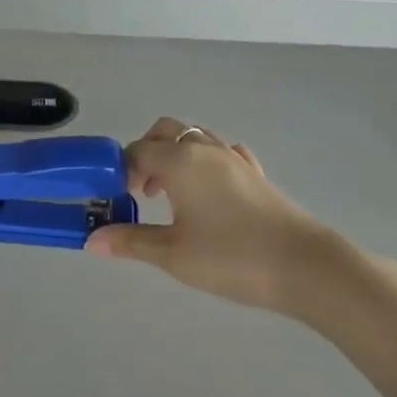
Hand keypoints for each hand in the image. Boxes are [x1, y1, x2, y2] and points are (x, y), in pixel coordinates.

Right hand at [86, 118, 331, 315]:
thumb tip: (92, 240)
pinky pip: (223, 154)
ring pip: (196, 139)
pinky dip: (206, 163)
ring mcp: (234, 159)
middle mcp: (205, 150)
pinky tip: (209, 192)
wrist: (304, 265)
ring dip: (176, 156)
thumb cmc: (230, 257)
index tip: (119, 198)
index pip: (138, 150)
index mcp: (180, 161)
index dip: (122, 169)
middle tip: (141, 191)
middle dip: (147, 152)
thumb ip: (131, 242)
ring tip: (172, 195)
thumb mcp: (172, 254)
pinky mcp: (256, 174)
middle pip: (167, 131)